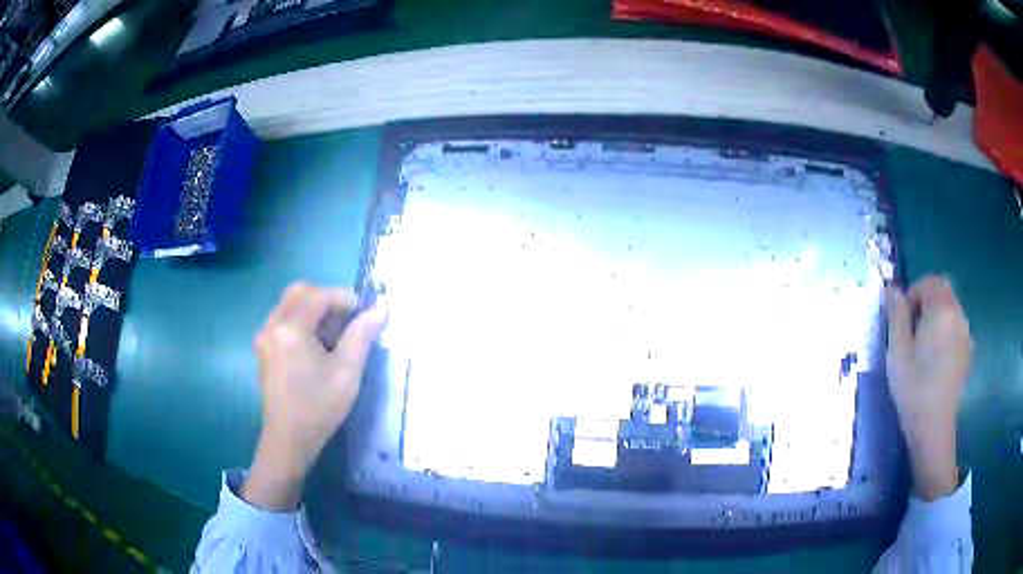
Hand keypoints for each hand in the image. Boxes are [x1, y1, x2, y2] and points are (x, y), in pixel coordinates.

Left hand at [242, 283, 385, 510]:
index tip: (365, 310)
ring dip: (313, 310)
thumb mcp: (347, 373)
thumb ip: (361, 336)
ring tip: (336, 334)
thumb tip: (378, 311)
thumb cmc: (319, 408)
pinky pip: (282, 321)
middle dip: (326, 298)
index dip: (344, 297)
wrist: (288, 440)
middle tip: (348, 317)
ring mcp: (264, 338)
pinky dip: (301, 322)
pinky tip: (317, 346)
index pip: (318, 295)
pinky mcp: (264, 350)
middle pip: (298, 293)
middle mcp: (272, 326)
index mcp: (291, 329)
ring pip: (289, 306)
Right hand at [886, 275, 971, 500]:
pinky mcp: (968, 351)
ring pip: (951, 309)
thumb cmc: (913, 388)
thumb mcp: (897, 351)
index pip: (929, 282)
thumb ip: (897, 314)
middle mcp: (958, 314)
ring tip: (924, 348)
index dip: (913, 294)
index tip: (903, 321)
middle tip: (913, 331)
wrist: (933, 426)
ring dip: (937, 316)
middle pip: (943, 291)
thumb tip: (893, 289)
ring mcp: (966, 333)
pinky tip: (936, 359)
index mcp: (941, 310)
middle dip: (926, 302)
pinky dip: (946, 331)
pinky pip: (956, 327)